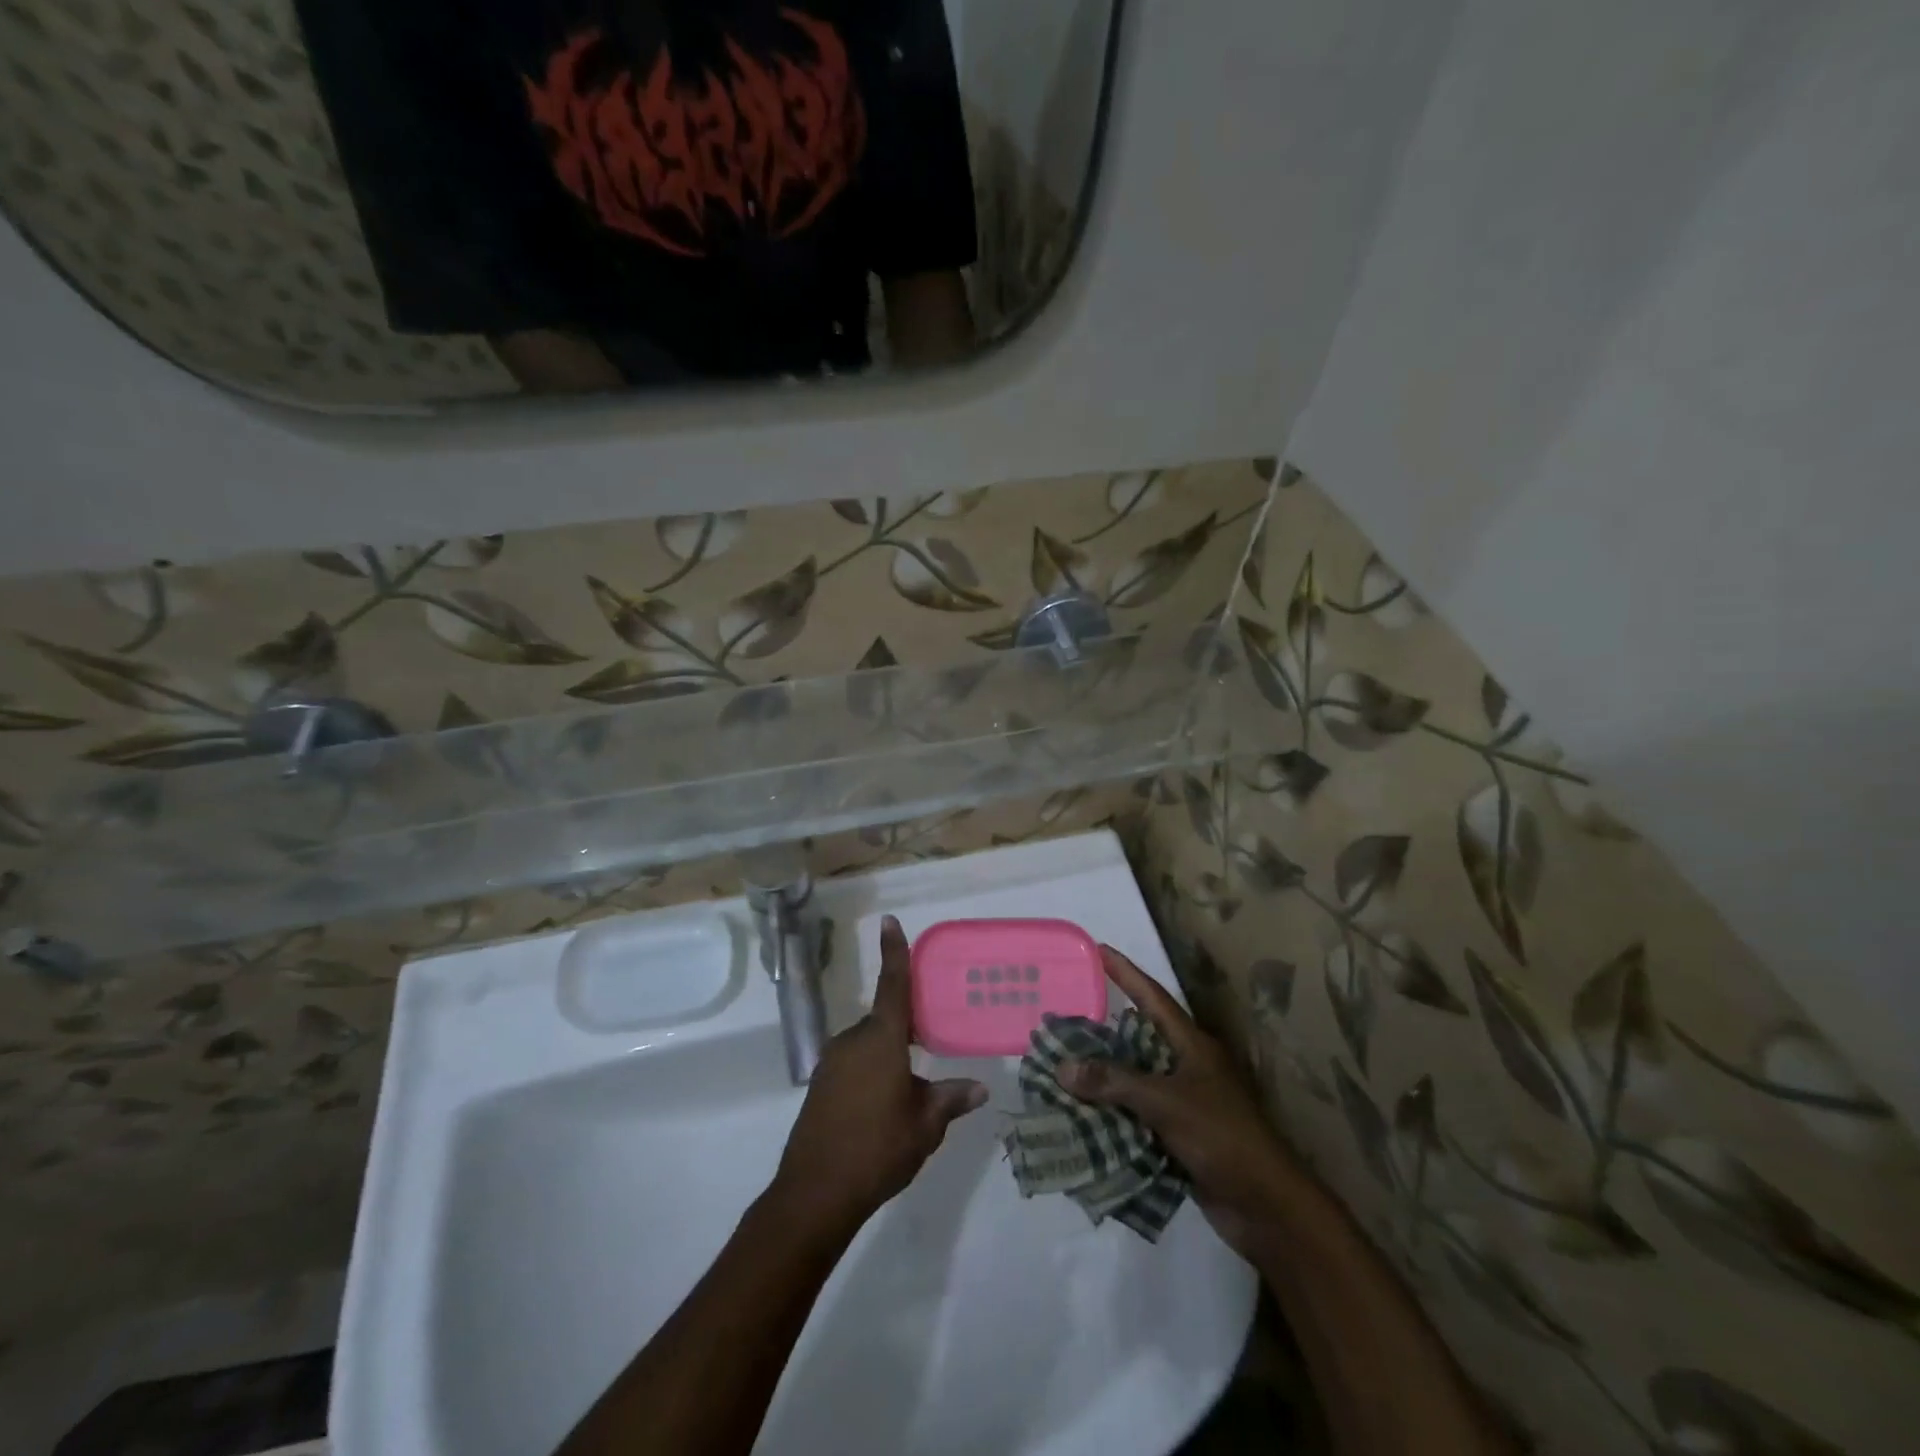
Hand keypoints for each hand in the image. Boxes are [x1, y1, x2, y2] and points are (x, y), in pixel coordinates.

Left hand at [768, 916, 986, 1238]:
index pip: (892, 985)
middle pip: (884, 1020)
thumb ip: (950, 1100)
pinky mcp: (820, 1084)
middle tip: (930, 1046)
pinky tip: (881, 1106)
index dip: (894, 952)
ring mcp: (831, 1062)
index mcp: (881, 1040)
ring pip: (868, 1044)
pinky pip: (852, 1063)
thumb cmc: (877, 1150)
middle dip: (906, 1030)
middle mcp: (853, 1041)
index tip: (890, 921)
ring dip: (888, 1054)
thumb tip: (980, 1088)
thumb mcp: (925, 1126)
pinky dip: (870, 1071)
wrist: (814, 1194)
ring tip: (909, 1089)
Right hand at [1058, 946, 1307, 1255]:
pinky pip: (1138, 1115)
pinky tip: (1082, 1114)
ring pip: (1136, 1079)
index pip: (1153, 998)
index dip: (1126, 973)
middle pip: (1140, 1038)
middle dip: (1104, 1029)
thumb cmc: (1222, 1137)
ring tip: (1063, 1064)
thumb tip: (1063, 1067)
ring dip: (1104, 1076)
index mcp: (1193, 1046)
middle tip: (1067, 1016)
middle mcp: (1189, 1066)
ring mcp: (1186, 1102)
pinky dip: (1112, 1113)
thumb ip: (1115, 1083)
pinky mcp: (1181, 1136)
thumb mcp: (1166, 1102)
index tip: (1099, 949)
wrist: (1266, 1206)